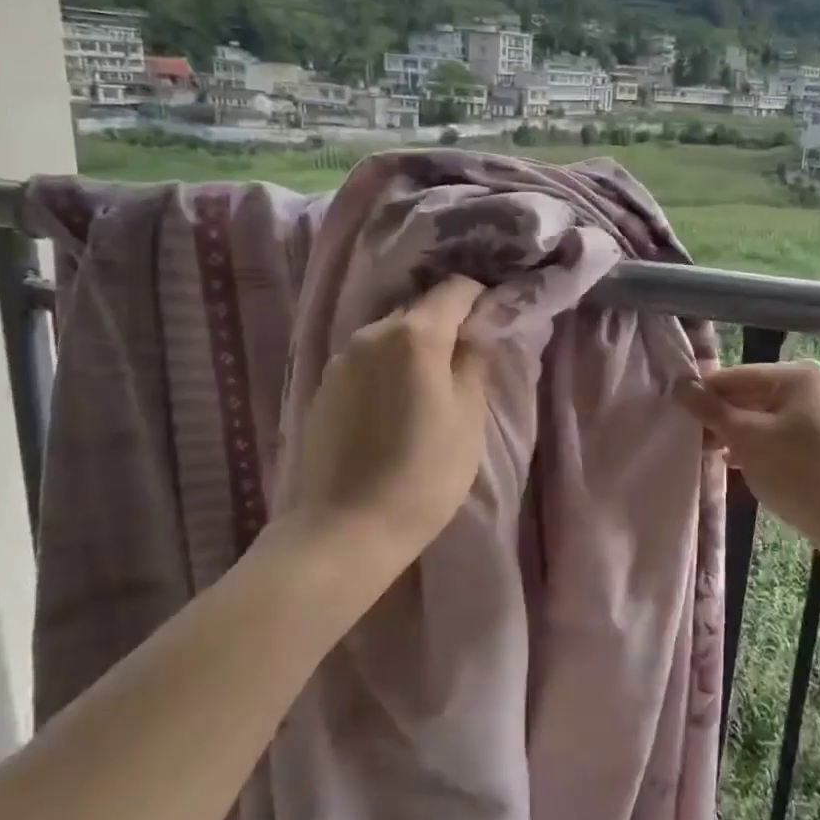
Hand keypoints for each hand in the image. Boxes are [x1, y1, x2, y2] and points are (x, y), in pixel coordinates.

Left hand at [266, 275, 490, 575]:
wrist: (344, 530)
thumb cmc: (423, 474)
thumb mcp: (467, 418)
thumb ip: (474, 362)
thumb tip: (477, 331)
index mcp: (414, 334)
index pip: (455, 289)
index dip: (480, 299)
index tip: (495, 324)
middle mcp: (372, 332)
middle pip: (420, 310)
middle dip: (447, 325)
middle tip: (468, 362)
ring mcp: (342, 358)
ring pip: (391, 335)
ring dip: (416, 348)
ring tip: (431, 389)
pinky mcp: (324, 385)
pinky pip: (367, 360)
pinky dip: (389, 369)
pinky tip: (396, 408)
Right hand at [674, 360, 819, 548]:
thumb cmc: (795, 470)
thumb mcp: (745, 438)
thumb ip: (710, 409)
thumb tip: (679, 385)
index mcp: (797, 375)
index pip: (737, 376)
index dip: (704, 394)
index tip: (676, 413)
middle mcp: (812, 387)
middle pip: (751, 395)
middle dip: (721, 417)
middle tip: (690, 438)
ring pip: (763, 417)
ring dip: (735, 434)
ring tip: (707, 453)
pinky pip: (779, 433)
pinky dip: (756, 445)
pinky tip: (734, 463)